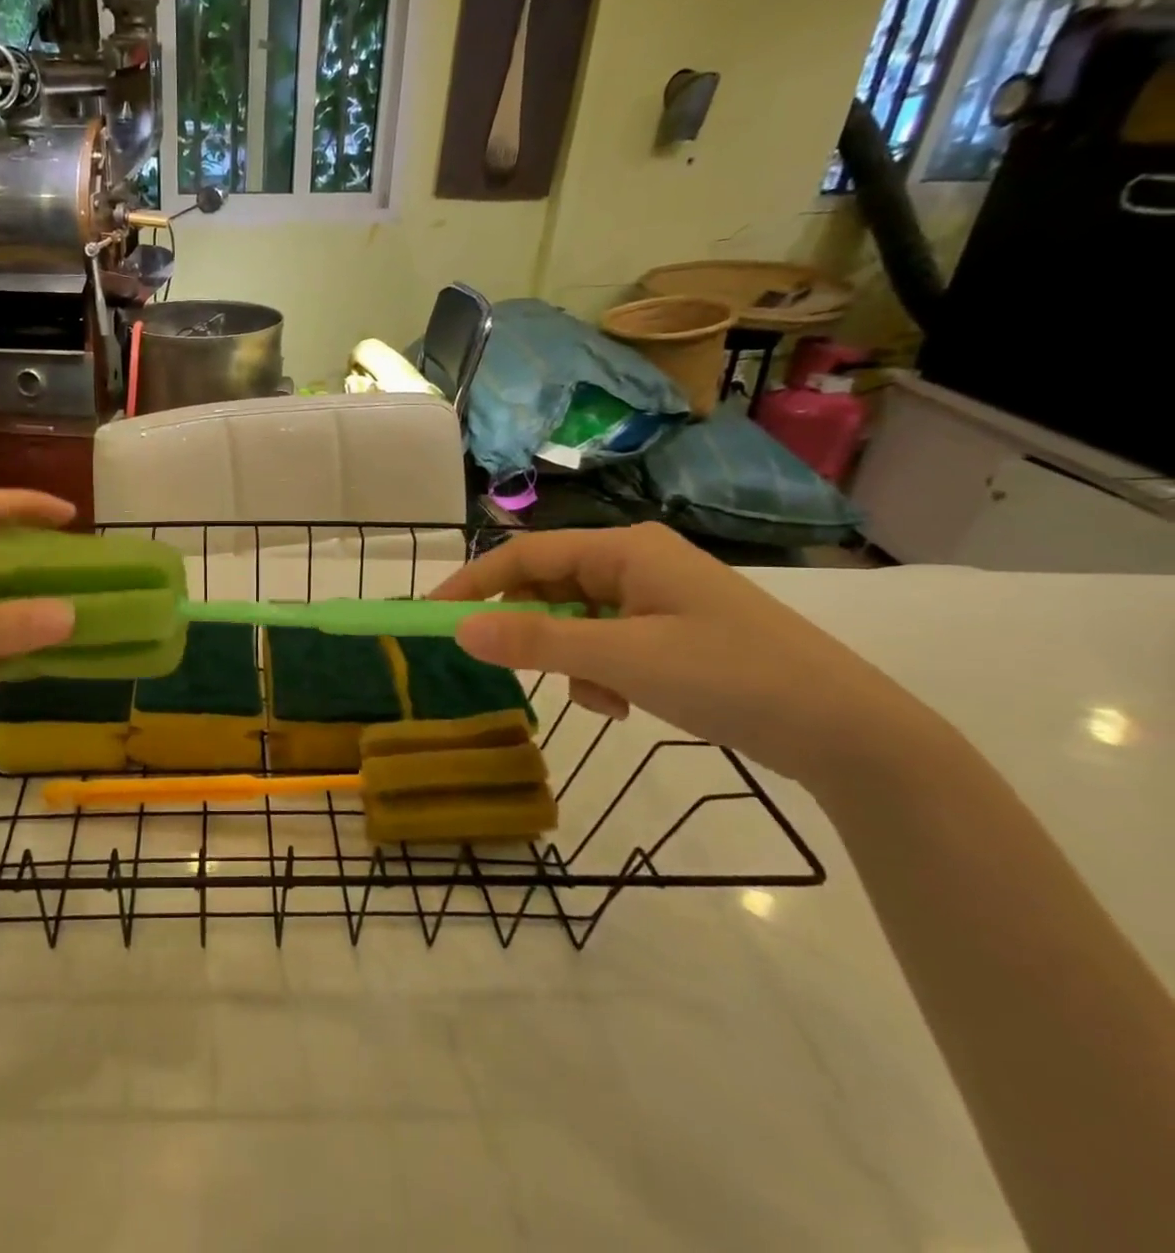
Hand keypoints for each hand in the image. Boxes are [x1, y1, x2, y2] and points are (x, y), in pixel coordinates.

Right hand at [433, 524, 935, 785]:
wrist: (851, 733)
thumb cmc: (733, 677)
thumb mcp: (624, 660)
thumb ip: (538, 643)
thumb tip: (460, 629)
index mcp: (625, 550)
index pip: (525, 554)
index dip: (473, 583)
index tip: (432, 617)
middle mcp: (636, 563)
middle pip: (548, 585)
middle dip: (529, 630)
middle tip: (509, 667)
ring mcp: (656, 598)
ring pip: (575, 619)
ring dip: (569, 658)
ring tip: (599, 697)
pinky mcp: (672, 632)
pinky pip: (606, 642)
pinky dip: (599, 672)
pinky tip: (624, 704)